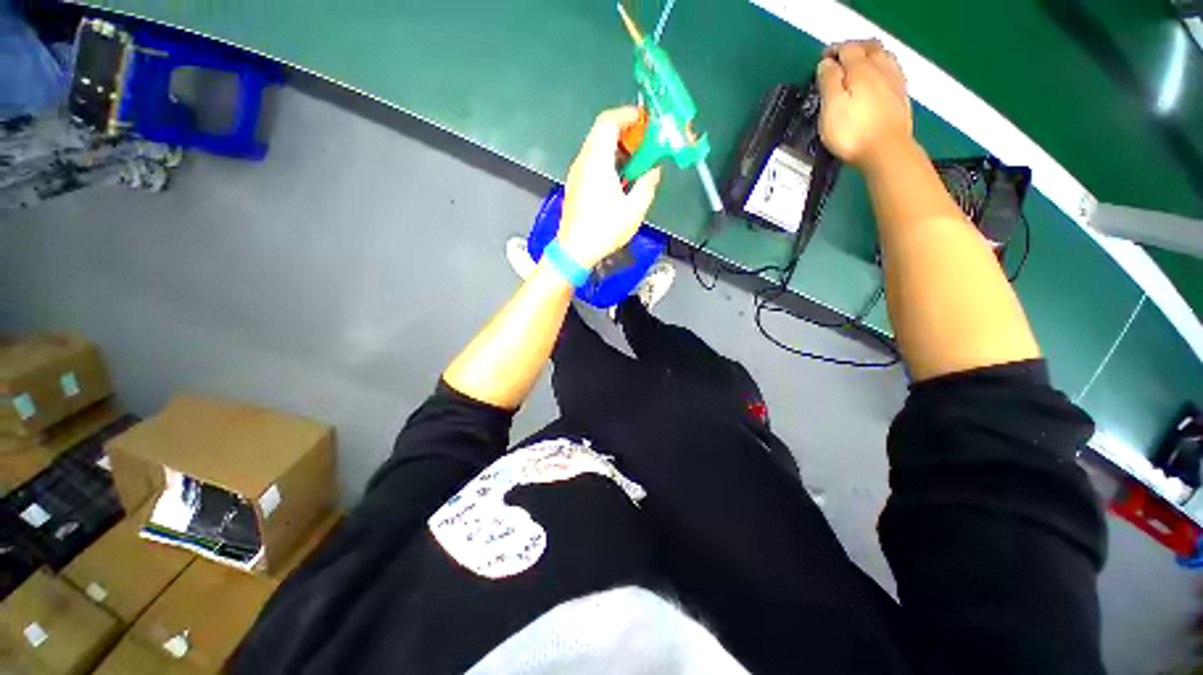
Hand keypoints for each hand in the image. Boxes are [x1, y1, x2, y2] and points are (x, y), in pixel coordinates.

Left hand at [557, 107, 662, 268]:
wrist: (574, 251)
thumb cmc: (603, 231)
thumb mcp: (633, 211)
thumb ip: (647, 186)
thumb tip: (654, 171)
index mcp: (597, 162)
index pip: (608, 121)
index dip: (628, 115)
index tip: (645, 121)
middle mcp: (584, 162)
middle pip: (602, 131)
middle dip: (626, 131)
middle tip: (645, 144)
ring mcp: (577, 173)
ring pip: (597, 146)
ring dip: (618, 147)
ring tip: (636, 162)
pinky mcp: (576, 184)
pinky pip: (592, 161)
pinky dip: (608, 160)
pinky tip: (621, 178)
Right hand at [817, 40, 912, 168]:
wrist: (886, 151)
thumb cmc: (852, 132)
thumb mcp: (831, 107)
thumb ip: (828, 82)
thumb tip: (827, 64)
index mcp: (860, 69)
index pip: (846, 49)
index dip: (833, 51)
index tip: (822, 60)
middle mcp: (880, 69)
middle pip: (868, 47)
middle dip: (853, 49)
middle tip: (839, 58)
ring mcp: (894, 81)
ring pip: (883, 56)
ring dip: (869, 55)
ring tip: (858, 64)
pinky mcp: (901, 96)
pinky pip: (892, 70)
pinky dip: (882, 67)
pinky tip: (878, 76)